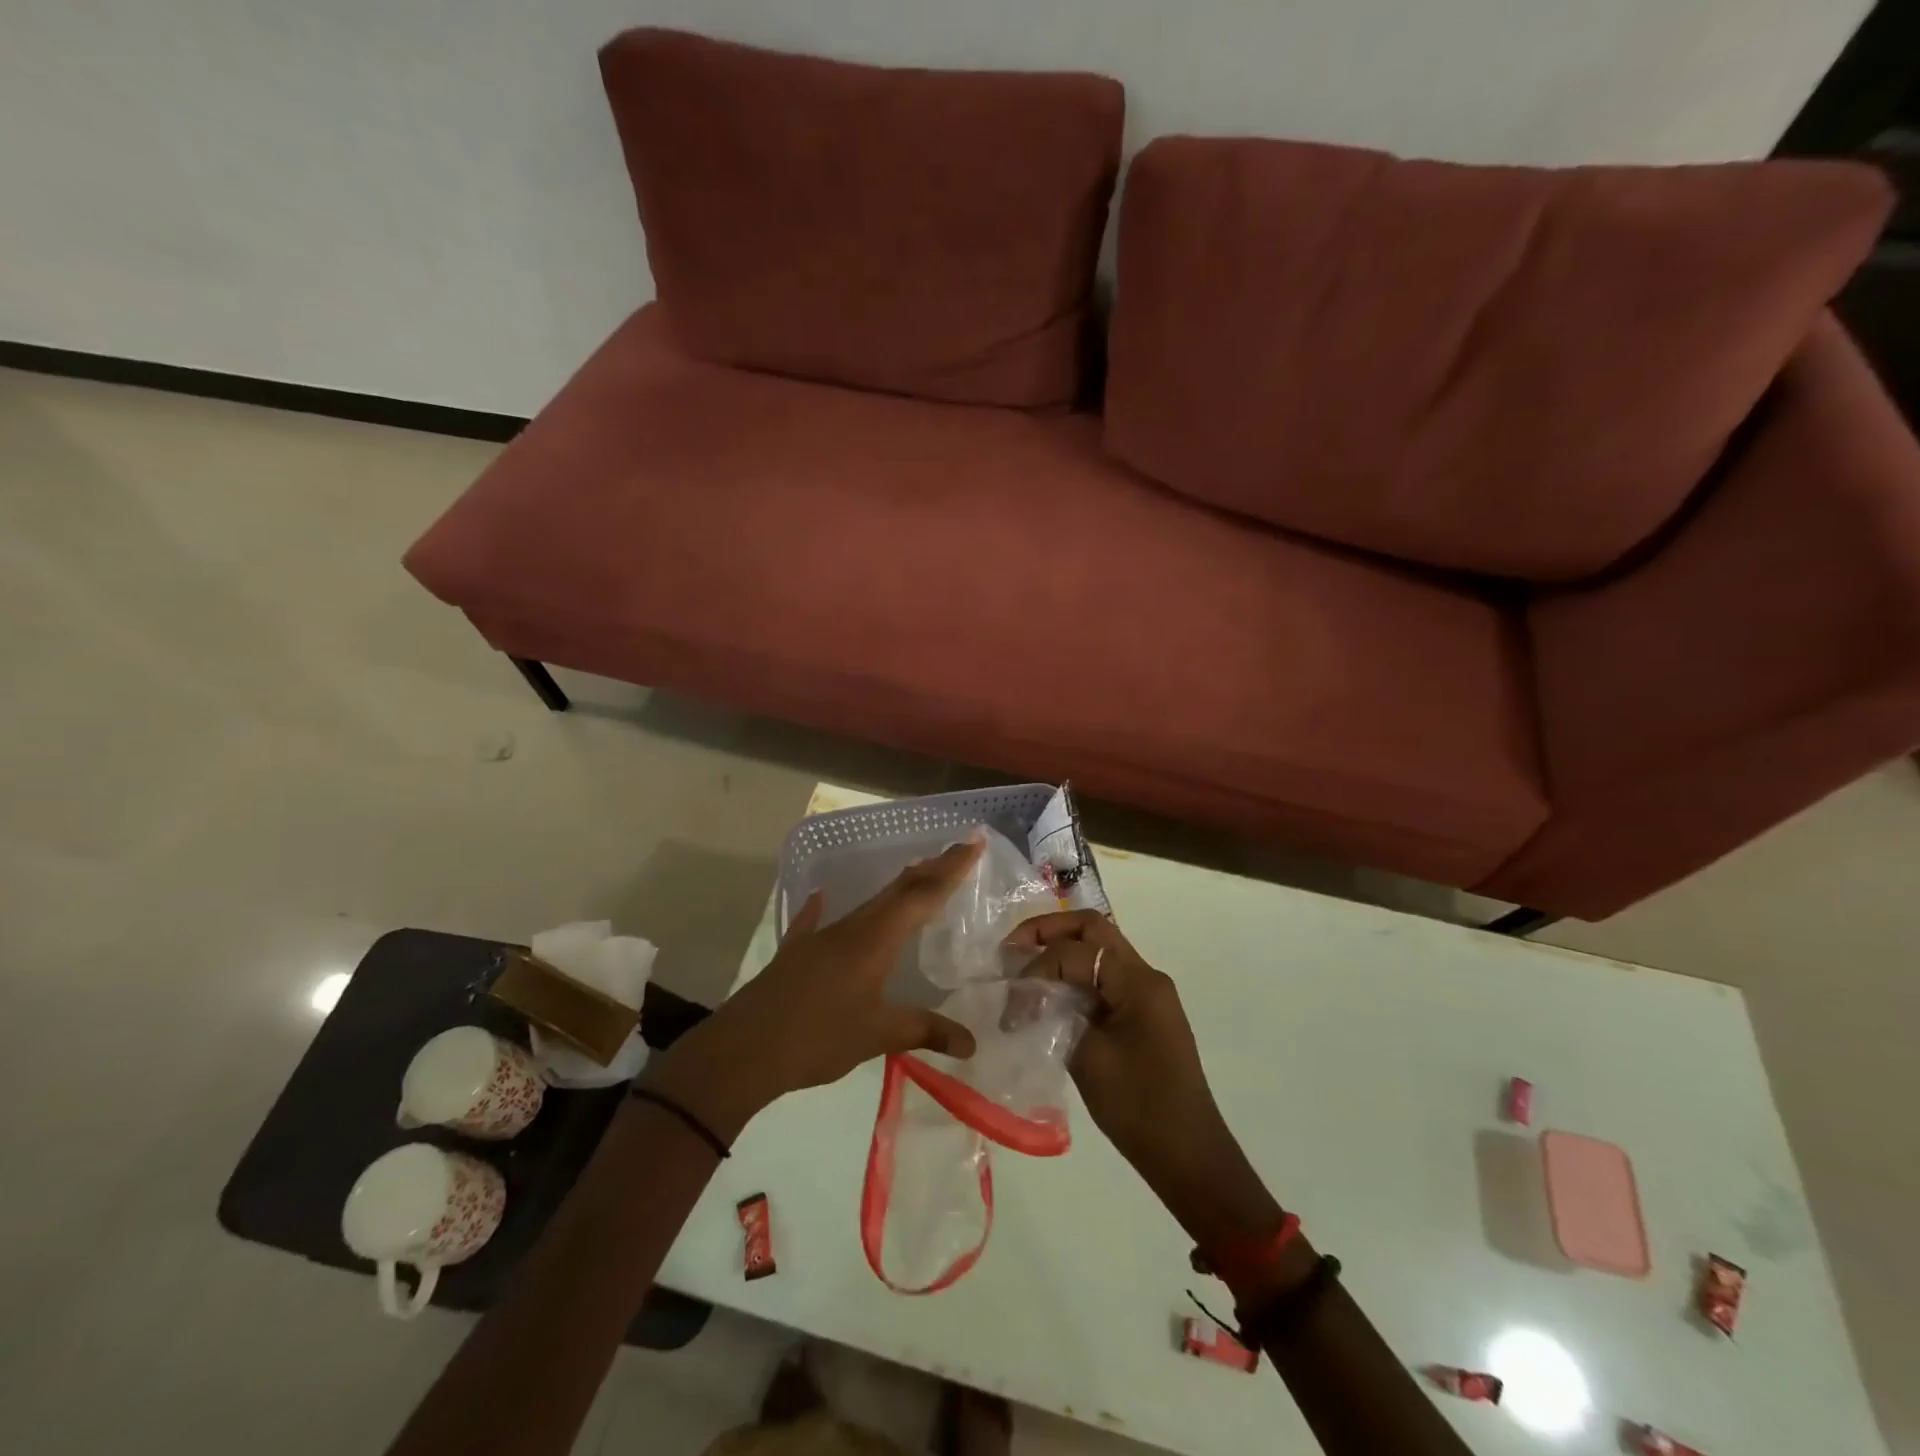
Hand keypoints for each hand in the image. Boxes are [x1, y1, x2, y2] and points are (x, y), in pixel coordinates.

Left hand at [646, 841, 984, 1136]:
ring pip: (866, 904)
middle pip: (896, 891)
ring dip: (894, 889)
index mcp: (875, 940)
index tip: (973, 841)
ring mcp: (820, 937)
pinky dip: (825, 908)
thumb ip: (925, 1031)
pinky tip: (822, 898)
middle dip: (929, 870)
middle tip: (956, 852)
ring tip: (914, 875)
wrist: (744, 1049)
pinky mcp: (796, 953)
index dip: (950, 869)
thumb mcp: (878, 1036)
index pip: (922, 895)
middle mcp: (850, 929)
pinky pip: (817, 922)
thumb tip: (971, 1043)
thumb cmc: (818, 1037)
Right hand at [1007, 910, 1281, 1254]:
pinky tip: (1049, 995)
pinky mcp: (1143, 1013)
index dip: (1037, 966)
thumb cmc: (1139, 1108)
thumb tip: (1029, 995)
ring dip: (1060, 950)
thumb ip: (1056, 1014)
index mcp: (1138, 982)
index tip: (1012, 999)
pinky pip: (1104, 977)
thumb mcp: (1088, 1058)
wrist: (1188, 1155)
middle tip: (1012, 949)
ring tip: (1024, 970)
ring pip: (1099, 949)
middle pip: (1093, 930)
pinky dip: (1074, 976)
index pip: (1077, 951)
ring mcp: (1147, 993)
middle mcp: (1146, 976)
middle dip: (1048, 931)